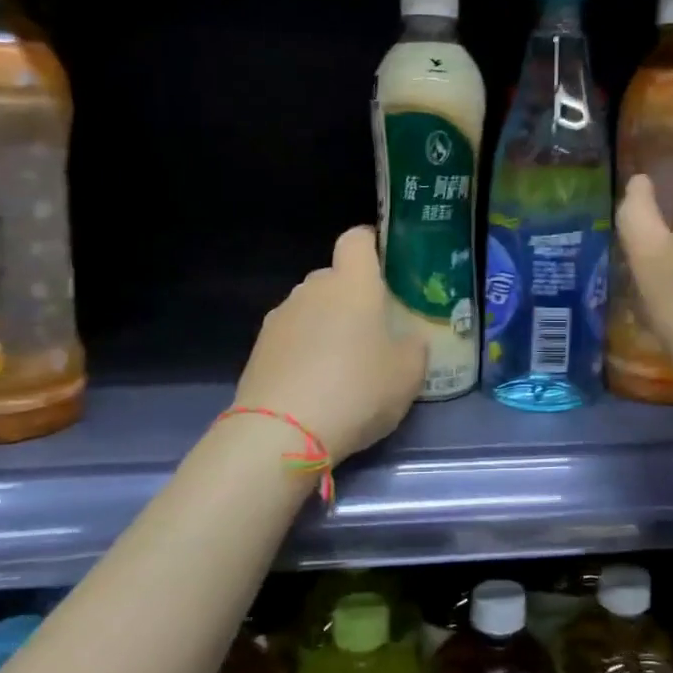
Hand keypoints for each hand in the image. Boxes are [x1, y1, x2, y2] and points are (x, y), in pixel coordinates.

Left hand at [234, 226, 426, 463]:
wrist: (281, 433)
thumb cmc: (357, 390)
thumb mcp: (408, 374)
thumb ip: (414, 347)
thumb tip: (409, 339)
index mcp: (352, 284)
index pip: (357, 239)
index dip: (371, 244)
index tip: (386, 265)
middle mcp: (312, 289)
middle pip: (333, 277)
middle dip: (352, 296)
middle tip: (373, 329)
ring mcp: (280, 317)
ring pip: (310, 308)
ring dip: (326, 325)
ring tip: (342, 365)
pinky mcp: (258, 348)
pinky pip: (290, 338)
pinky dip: (303, 351)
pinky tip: (315, 385)